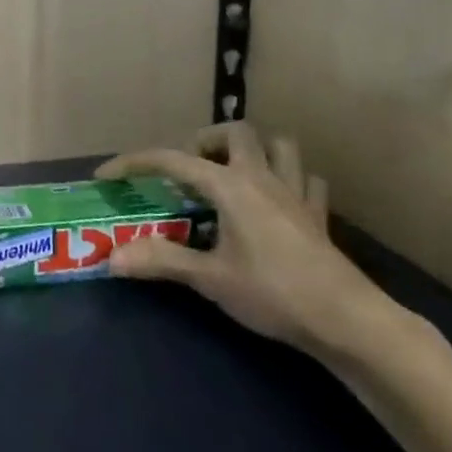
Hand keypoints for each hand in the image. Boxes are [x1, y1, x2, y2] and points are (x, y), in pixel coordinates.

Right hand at [98, 122, 394, 354]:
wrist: (344, 318)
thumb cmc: (272, 291)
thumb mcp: (210, 278)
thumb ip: (162, 261)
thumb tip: (112, 257)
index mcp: (230, 186)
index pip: (173, 161)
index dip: (136, 163)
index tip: (107, 175)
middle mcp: (262, 178)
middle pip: (237, 132)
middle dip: (208, 140)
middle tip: (191, 169)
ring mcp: (296, 194)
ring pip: (280, 147)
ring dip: (255, 150)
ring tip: (235, 174)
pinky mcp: (318, 216)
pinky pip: (307, 181)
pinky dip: (290, 180)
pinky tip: (279, 200)